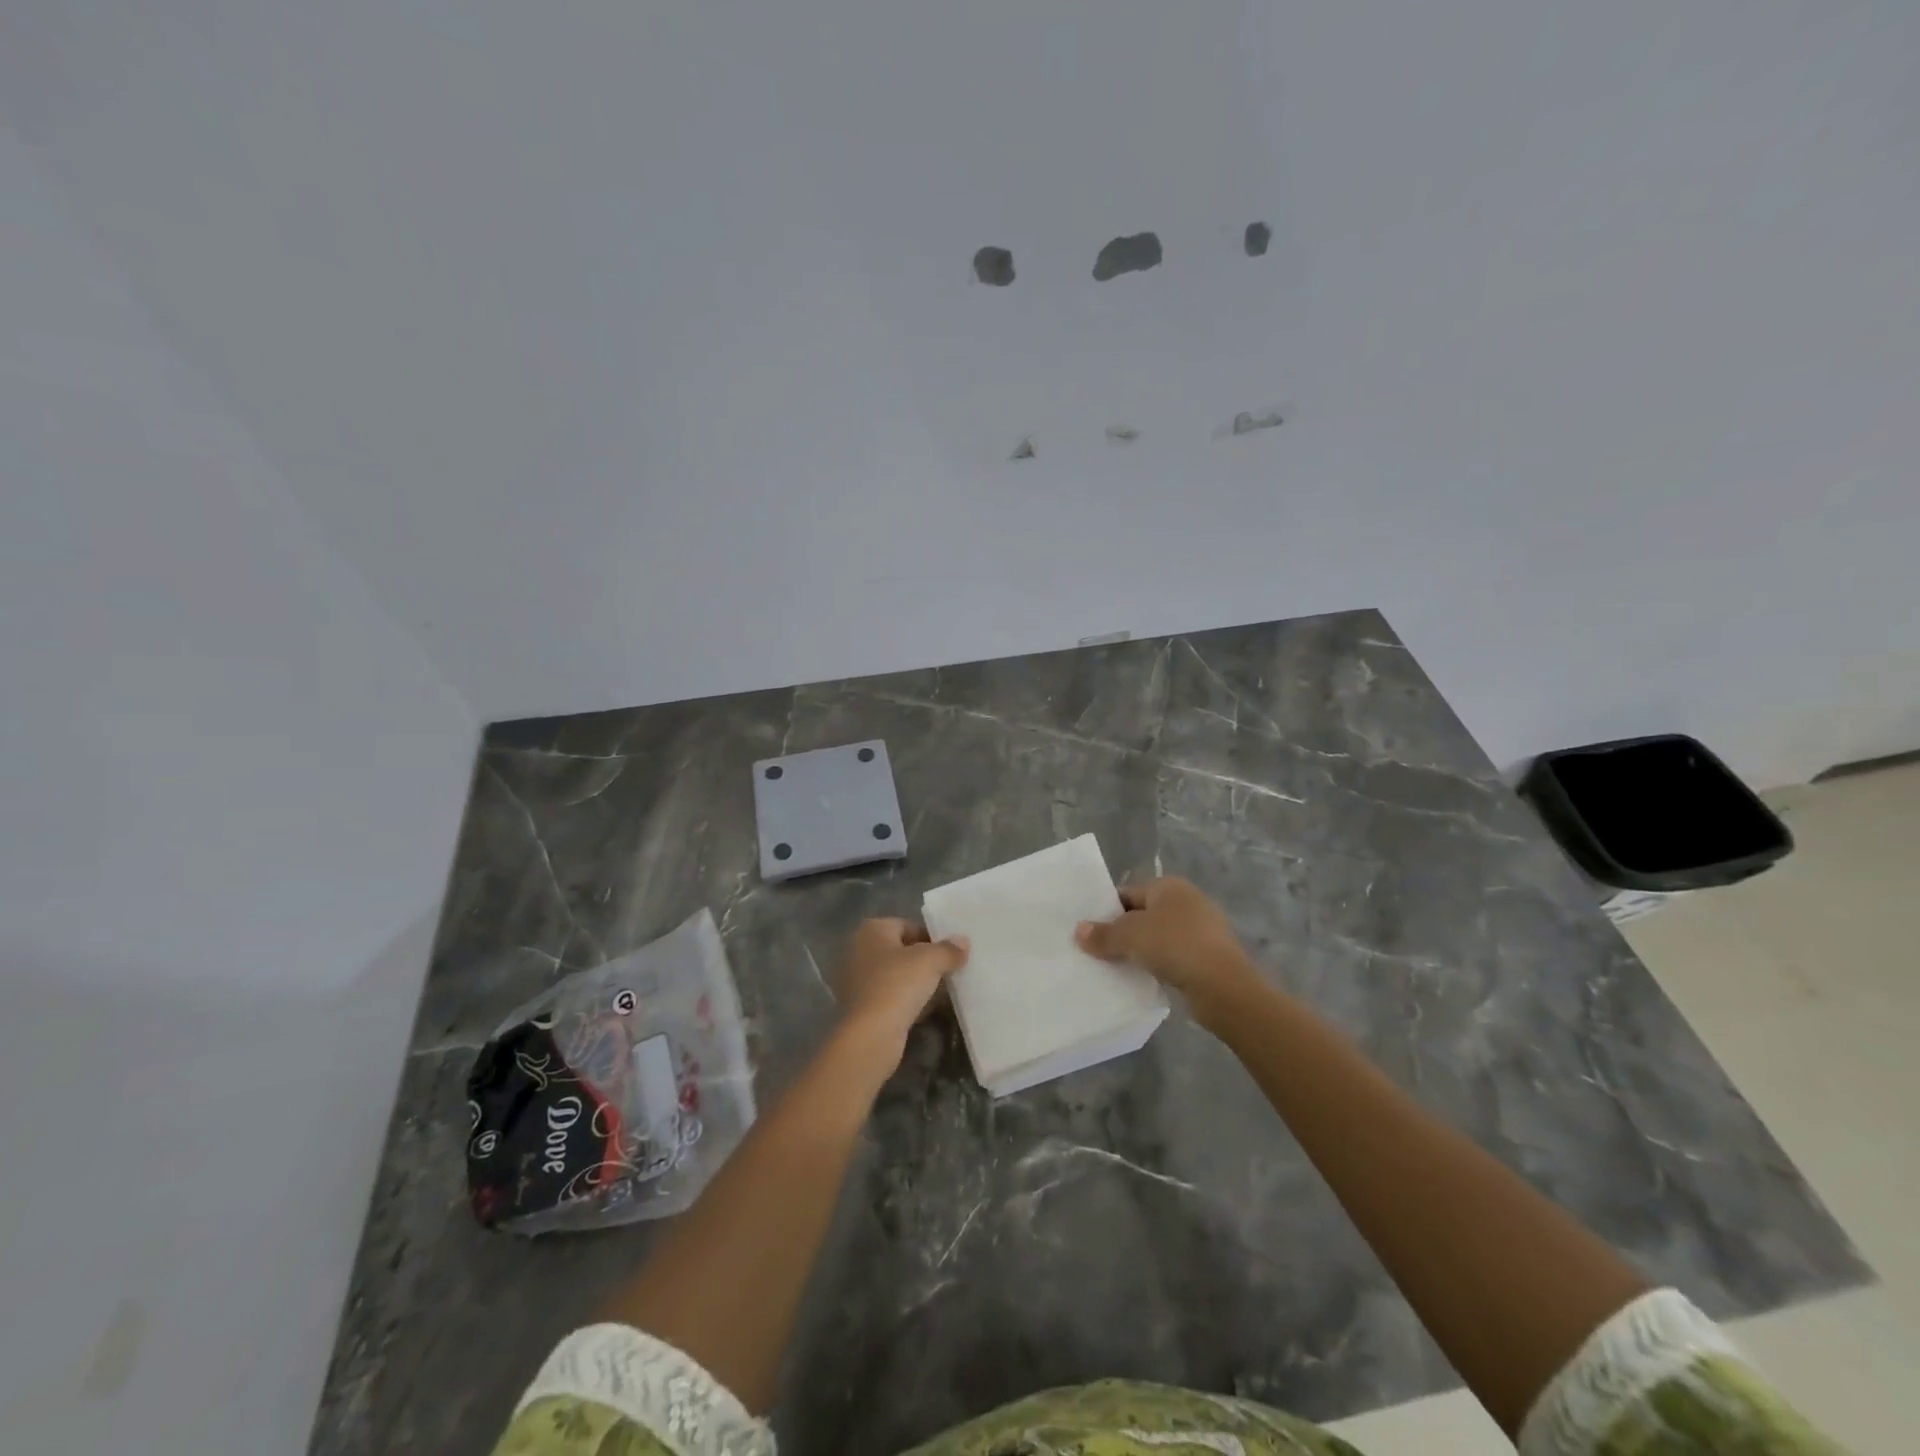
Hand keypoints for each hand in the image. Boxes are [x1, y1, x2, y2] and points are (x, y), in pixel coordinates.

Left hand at [834, 918, 969, 1056]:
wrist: (871, 1035)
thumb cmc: (898, 985)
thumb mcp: (931, 961)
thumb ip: (949, 949)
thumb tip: (963, 941)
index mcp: (871, 930)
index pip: (908, 926)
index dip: (931, 938)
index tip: (950, 954)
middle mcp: (858, 949)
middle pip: (900, 950)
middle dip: (923, 960)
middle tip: (947, 972)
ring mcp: (855, 979)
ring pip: (894, 975)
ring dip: (915, 982)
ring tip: (939, 993)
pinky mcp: (858, 1006)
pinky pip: (888, 996)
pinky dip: (904, 1000)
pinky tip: (922, 1011)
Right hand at [1075, 878, 1254, 1015]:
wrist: (1223, 986)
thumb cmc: (1174, 946)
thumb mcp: (1130, 936)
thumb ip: (1103, 933)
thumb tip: (1079, 931)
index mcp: (1170, 886)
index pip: (1128, 893)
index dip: (1106, 910)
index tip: (1088, 931)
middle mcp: (1187, 901)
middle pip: (1143, 914)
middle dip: (1121, 932)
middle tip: (1096, 951)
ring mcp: (1202, 930)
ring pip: (1158, 937)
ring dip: (1140, 951)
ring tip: (1115, 967)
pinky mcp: (1209, 956)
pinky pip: (1173, 956)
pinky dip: (1158, 965)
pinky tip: (1143, 979)